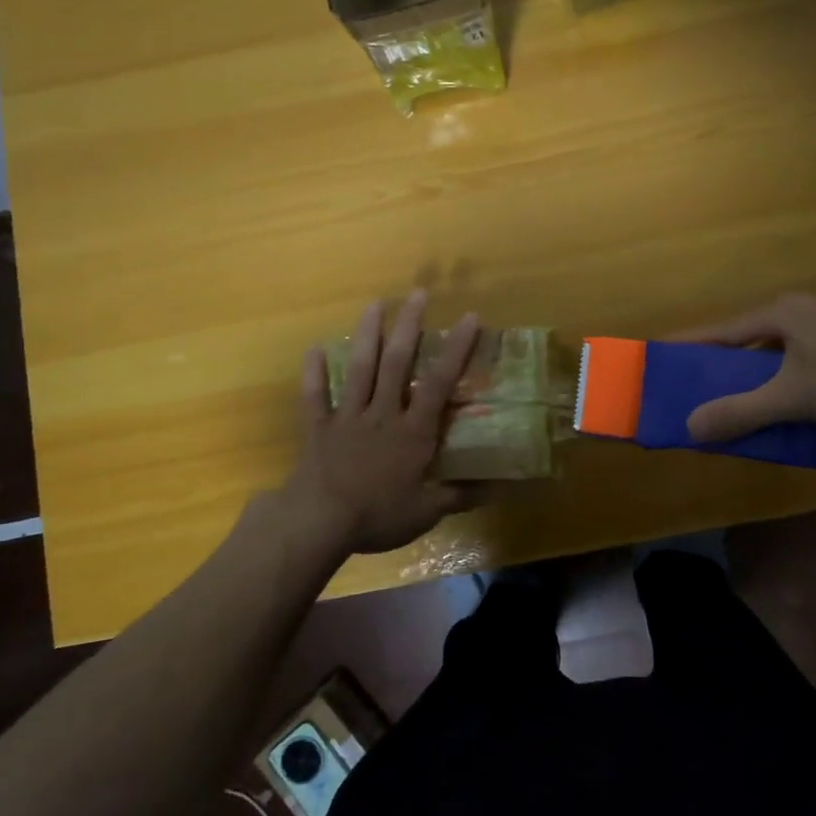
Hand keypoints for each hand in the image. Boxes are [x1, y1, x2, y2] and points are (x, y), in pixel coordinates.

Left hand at [282, 290, 481, 556]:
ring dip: (368, 335)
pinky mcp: (319, 427)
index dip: (456, 349)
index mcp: (412, 431)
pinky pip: (315, 396)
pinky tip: (314, 348)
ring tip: (374, 303)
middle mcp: (382, 413)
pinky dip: (314, 372)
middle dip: (409, 326)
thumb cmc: (377, 515)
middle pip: (397, 363)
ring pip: (360, 369)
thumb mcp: (427, 511)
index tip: (470, 318)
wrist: (319, 522)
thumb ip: (461, 495)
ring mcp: (348, 417)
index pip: (439, 382)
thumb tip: (501, 487)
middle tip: (418, 293)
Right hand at [672, 294, 815, 443]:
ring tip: (747, 396)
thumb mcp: (792, 398)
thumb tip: (692, 428)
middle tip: (703, 385)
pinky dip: (789, 372)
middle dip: (725, 362)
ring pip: (779, 345)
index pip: (720, 330)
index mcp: (778, 313)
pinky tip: (795, 394)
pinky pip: (805, 351)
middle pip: (748, 336)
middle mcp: (800, 308)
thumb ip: (741, 412)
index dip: (689, 344)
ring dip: (760, 370)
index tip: (660, 351)